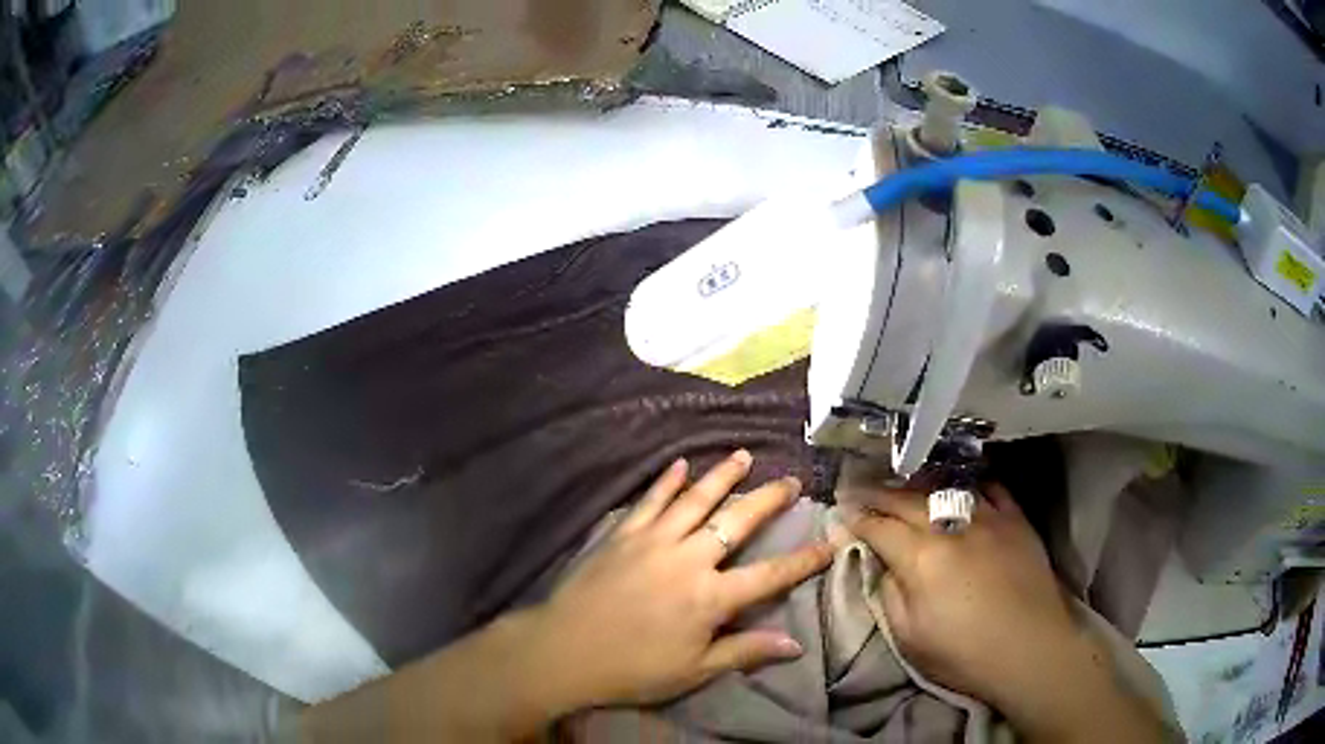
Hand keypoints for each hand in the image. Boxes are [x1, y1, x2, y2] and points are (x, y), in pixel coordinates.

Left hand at [522, 450, 832, 710]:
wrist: (563, 651)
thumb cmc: (632, 669)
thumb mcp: (694, 670)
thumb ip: (745, 652)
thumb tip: (796, 645)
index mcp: (710, 597)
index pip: (770, 576)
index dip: (803, 561)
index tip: (829, 544)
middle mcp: (688, 559)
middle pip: (737, 521)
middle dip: (768, 499)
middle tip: (790, 481)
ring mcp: (652, 541)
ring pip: (695, 499)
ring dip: (722, 475)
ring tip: (744, 454)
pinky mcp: (621, 534)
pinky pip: (649, 501)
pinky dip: (666, 481)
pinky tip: (679, 464)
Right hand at [842, 485, 1168, 742]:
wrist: (1030, 650)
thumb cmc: (964, 654)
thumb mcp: (909, 637)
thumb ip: (888, 592)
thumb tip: (878, 561)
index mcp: (921, 558)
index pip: (877, 526)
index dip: (854, 518)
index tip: (838, 513)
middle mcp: (952, 525)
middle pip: (905, 499)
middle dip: (875, 493)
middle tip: (855, 488)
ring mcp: (988, 517)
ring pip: (943, 486)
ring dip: (915, 482)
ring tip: (898, 482)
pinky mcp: (1015, 518)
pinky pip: (988, 488)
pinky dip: (966, 482)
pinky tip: (956, 482)